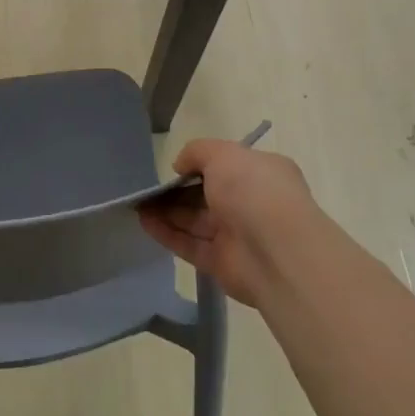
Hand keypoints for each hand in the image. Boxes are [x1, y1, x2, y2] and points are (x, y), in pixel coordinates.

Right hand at [140, 139, 321, 307]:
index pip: (228, 166)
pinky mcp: (222, 263)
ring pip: (195, 221)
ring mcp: (237, 235)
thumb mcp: (223, 154)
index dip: (199, 165)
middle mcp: (251, 203)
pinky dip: (167, 233)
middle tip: (147, 188)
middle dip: (177, 191)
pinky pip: (190, 245)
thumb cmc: (253, 190)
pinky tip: (144, 222)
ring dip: (166, 212)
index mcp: (261, 173)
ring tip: (137, 204)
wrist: (277, 252)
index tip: (175, 166)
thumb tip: (180, 166)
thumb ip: (197, 152)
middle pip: (207, 195)